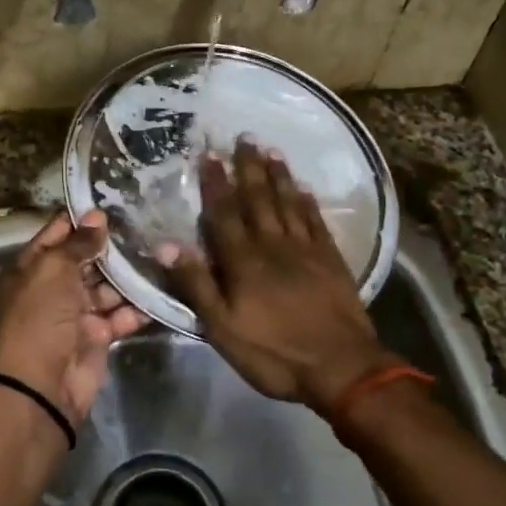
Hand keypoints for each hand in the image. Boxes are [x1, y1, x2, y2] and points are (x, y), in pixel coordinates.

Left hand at [0, 209, 146, 423]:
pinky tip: (158, 291)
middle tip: (144, 227)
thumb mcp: (53, 270)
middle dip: (110, 249)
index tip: (112, 202)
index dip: (81, 220)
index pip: (56, 235)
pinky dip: (136, 308)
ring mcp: (74, 315)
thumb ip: (77, 243)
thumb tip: (97, 216)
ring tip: (157, 255)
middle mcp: (50, 290)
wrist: (41, 385)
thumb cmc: (39, 317)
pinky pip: (119, 316)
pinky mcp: (96, 338)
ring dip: (128, 278)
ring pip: (105, 289)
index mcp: (29, 269)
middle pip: (84, 262)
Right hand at [160, 141, 400, 412]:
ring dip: (278, 176)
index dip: (215, 184)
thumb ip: (196, 284)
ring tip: (270, 151)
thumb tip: (165, 245)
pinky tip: (303, 187)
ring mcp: (306, 250)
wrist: (341, 368)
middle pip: (258, 199)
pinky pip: (316, 221)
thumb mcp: (222, 328)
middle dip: (248, 168)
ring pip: (288, 203)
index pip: (224, 214)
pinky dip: (308, 202)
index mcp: (243, 261)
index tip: (209, 155)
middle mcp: (273, 245)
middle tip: (244, 137)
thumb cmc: (274, 352)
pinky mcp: (331, 259)